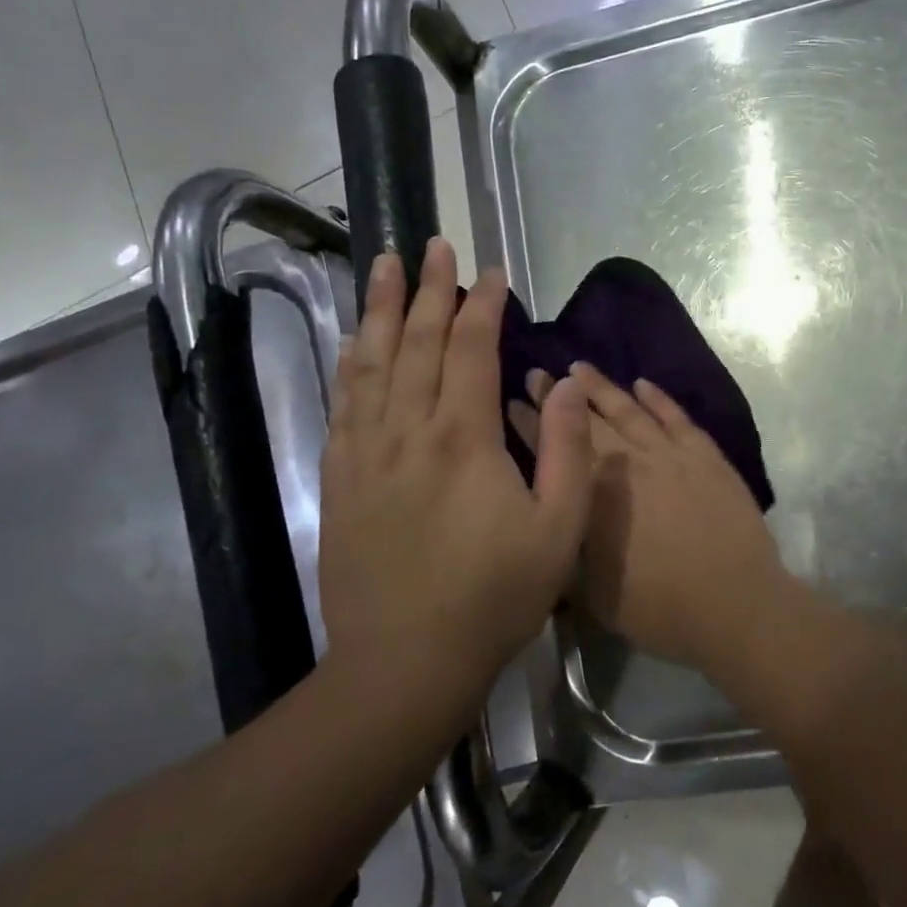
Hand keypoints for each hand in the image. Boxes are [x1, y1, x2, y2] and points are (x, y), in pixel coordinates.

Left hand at [320, 240, 594, 676]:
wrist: (405, 661)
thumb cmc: (494, 597)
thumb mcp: (558, 530)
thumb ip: (566, 450)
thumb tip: (565, 382)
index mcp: (464, 439)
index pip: (473, 349)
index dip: (483, 305)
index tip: (492, 272)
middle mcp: (408, 431)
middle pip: (419, 342)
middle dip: (431, 289)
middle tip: (434, 245)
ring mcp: (366, 453)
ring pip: (373, 363)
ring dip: (382, 310)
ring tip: (385, 266)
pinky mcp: (340, 479)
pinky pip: (343, 404)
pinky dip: (350, 363)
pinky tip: (354, 341)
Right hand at [509, 364, 790, 669]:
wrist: (734, 603)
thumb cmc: (660, 609)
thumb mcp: (593, 595)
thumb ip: (570, 554)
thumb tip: (555, 528)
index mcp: (593, 497)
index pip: (553, 450)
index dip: (530, 425)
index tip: (512, 402)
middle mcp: (626, 464)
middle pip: (585, 422)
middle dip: (557, 396)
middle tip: (536, 373)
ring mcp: (668, 454)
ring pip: (628, 409)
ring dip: (602, 387)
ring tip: (580, 367)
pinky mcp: (704, 454)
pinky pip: (676, 416)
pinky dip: (657, 398)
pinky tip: (642, 384)